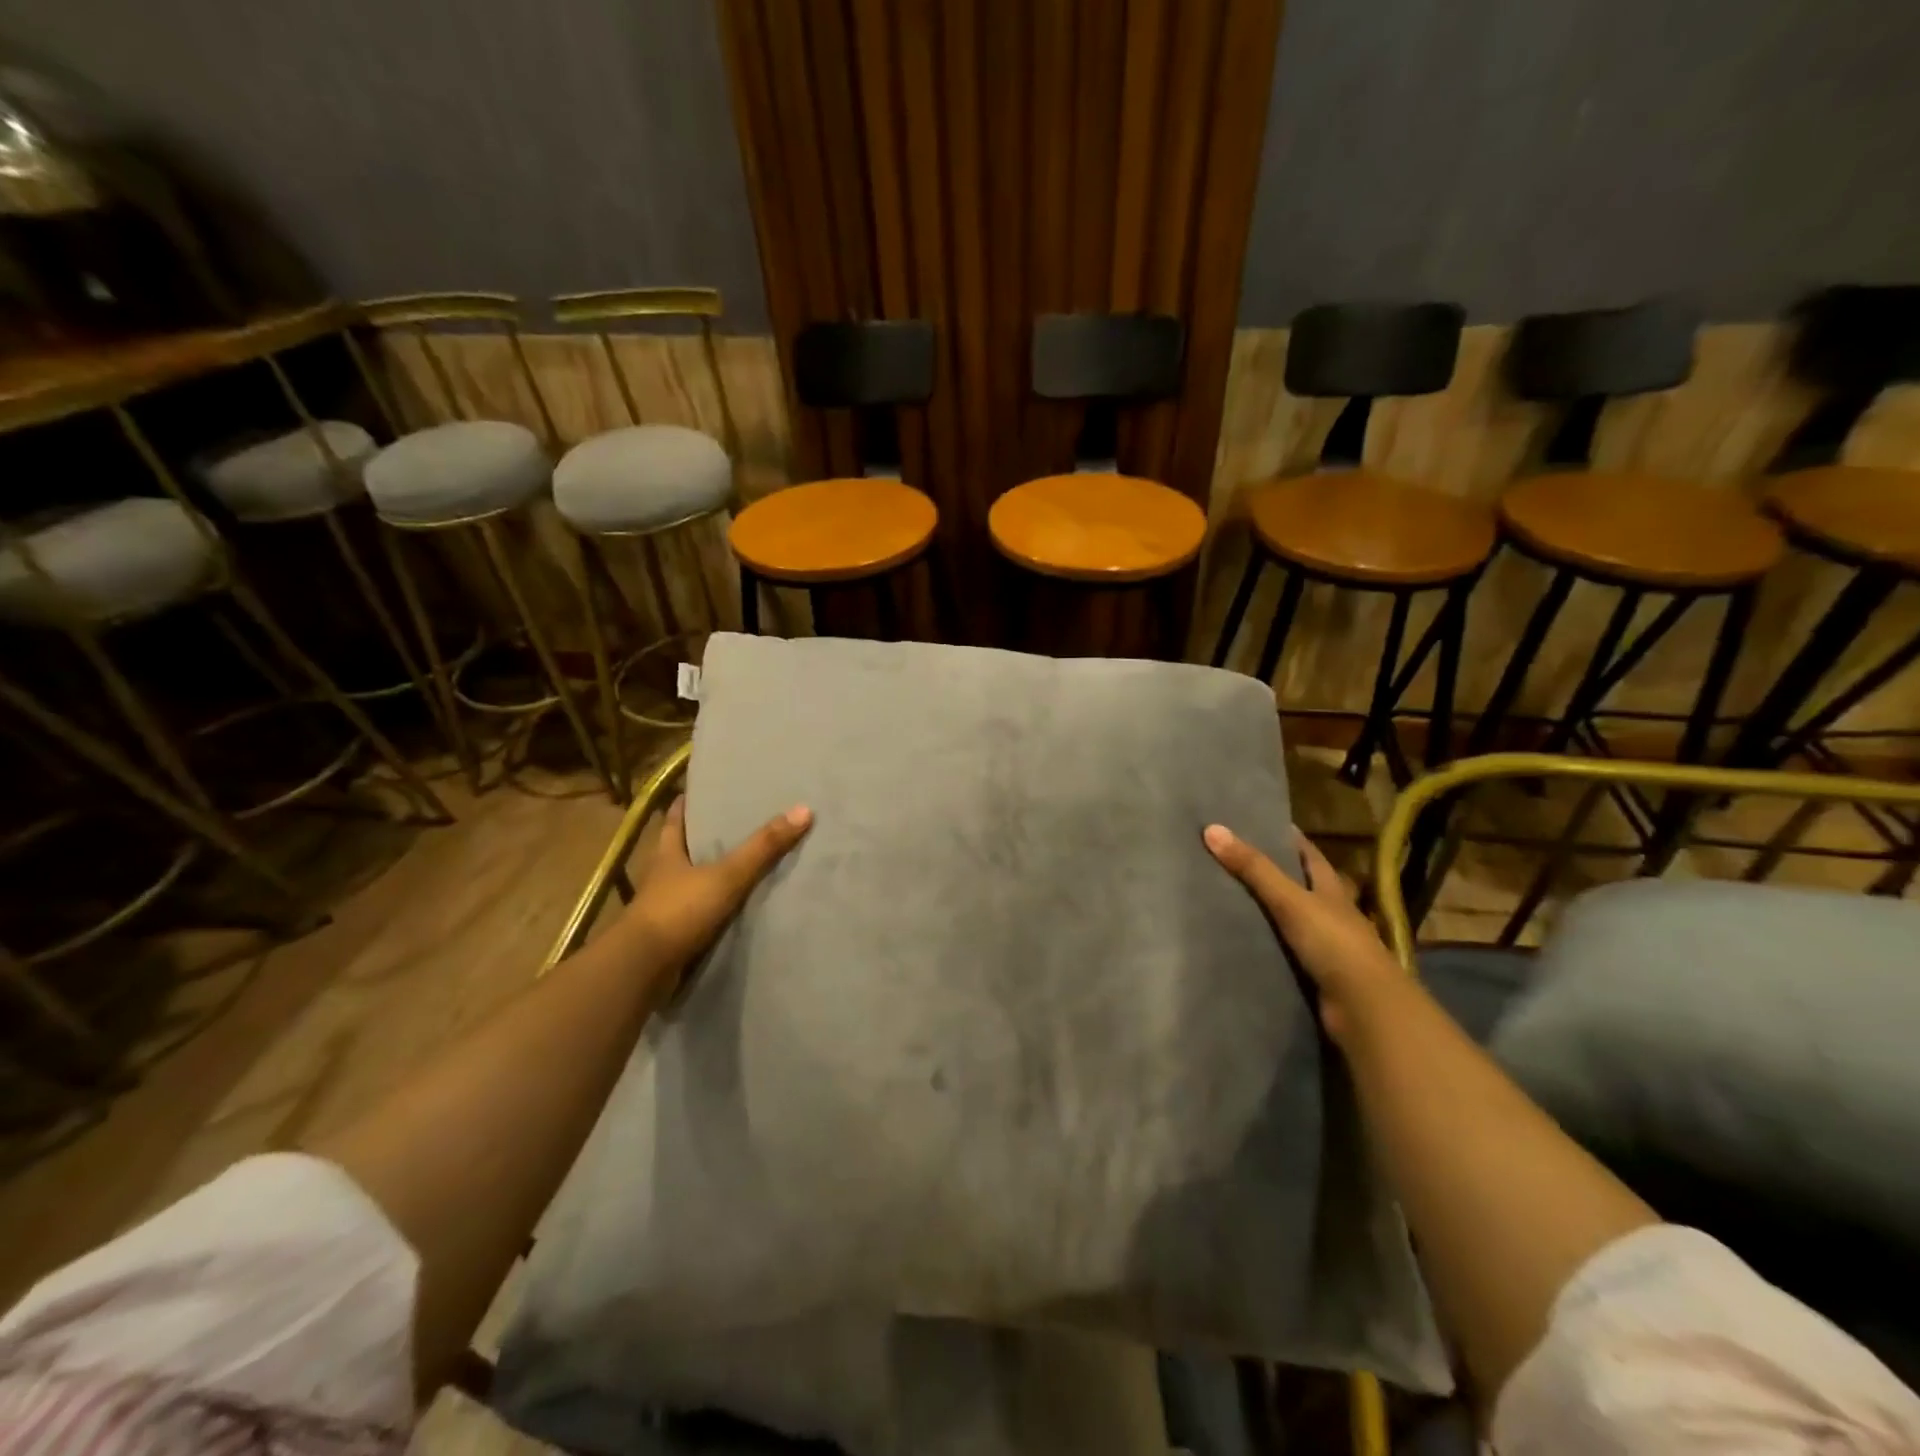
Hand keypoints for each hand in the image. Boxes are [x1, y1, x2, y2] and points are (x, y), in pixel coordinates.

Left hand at [619, 796, 811, 982]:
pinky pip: (695, 914)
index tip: (696, 791)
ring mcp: (663, 908)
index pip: (674, 821)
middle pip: (681, 850)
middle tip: (731, 824)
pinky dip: (711, 909)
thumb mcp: (726, 875)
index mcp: (667, 855)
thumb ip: (763, 847)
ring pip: (688, 883)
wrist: (642, 969)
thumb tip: (803, 810)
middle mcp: (661, 877)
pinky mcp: (670, 936)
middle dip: (701, 839)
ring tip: (739, 865)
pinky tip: (732, 908)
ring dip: (707, 876)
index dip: (684, 805)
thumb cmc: (679, 911)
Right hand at [1204, 824, 1404, 1042]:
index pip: (1310, 856)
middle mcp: (1332, 914)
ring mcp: (1327, 946)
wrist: (1365, 1008)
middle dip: (1275, 874)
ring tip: (1228, 898)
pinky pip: (1285, 952)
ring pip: (1293, 921)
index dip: (1290, 839)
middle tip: (1234, 860)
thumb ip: (1253, 868)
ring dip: (1269, 912)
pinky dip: (1268, 945)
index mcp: (1332, 890)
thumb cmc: (1333, 942)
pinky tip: (1243, 941)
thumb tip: (1212, 829)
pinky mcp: (1317, 974)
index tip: (1262, 824)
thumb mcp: (1290, 900)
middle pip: (1301, 887)